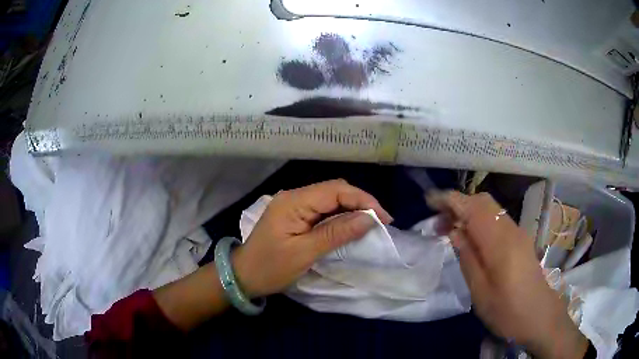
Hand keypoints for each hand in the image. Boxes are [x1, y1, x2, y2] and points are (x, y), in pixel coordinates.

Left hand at [231, 179, 391, 297]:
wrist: (243, 276)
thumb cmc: (270, 267)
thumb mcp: (304, 253)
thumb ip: (336, 233)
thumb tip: (368, 219)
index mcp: (294, 201)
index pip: (335, 190)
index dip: (363, 200)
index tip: (384, 218)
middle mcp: (294, 196)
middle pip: (334, 191)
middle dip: (360, 203)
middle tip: (381, 221)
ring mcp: (294, 204)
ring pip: (330, 199)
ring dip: (351, 208)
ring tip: (371, 223)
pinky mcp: (295, 215)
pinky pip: (322, 209)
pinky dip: (340, 216)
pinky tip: (351, 225)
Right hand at [430, 191, 587, 358]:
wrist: (541, 317)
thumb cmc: (508, 311)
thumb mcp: (481, 292)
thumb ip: (468, 258)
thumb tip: (454, 231)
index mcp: (500, 242)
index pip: (473, 207)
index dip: (449, 200)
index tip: (428, 201)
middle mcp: (511, 229)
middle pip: (483, 201)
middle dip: (458, 204)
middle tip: (437, 222)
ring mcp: (518, 233)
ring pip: (491, 209)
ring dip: (469, 212)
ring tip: (450, 230)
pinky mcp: (521, 240)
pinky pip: (497, 220)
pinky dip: (480, 221)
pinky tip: (472, 239)